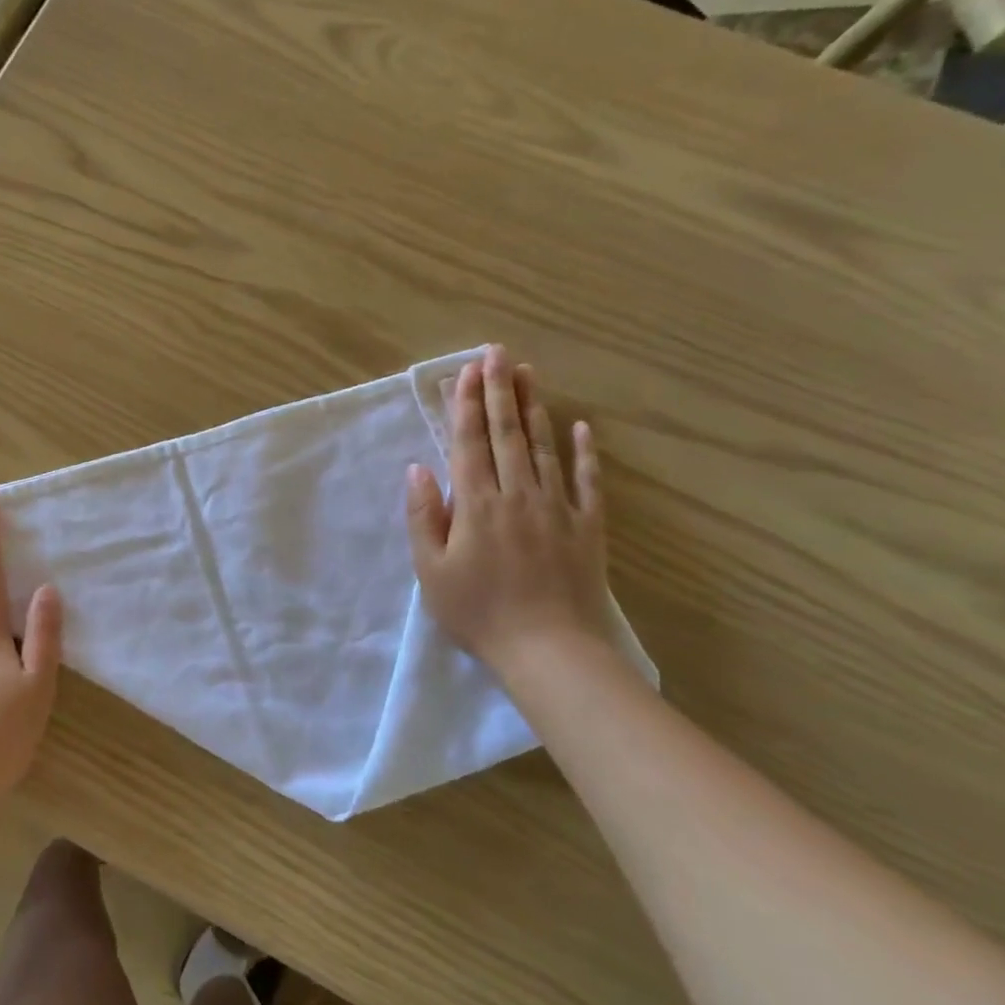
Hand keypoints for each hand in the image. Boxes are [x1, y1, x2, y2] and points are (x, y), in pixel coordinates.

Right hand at [405, 346, 609, 671]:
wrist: (549, 651)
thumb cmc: (478, 612)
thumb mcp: (432, 571)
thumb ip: (423, 516)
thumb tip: (417, 469)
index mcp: (475, 504)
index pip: (469, 442)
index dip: (466, 404)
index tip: (466, 370)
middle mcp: (516, 494)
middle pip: (507, 433)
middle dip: (499, 390)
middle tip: (497, 353)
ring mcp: (556, 508)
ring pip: (544, 448)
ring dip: (535, 408)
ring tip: (528, 374)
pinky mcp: (587, 527)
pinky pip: (586, 481)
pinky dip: (584, 453)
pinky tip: (581, 427)